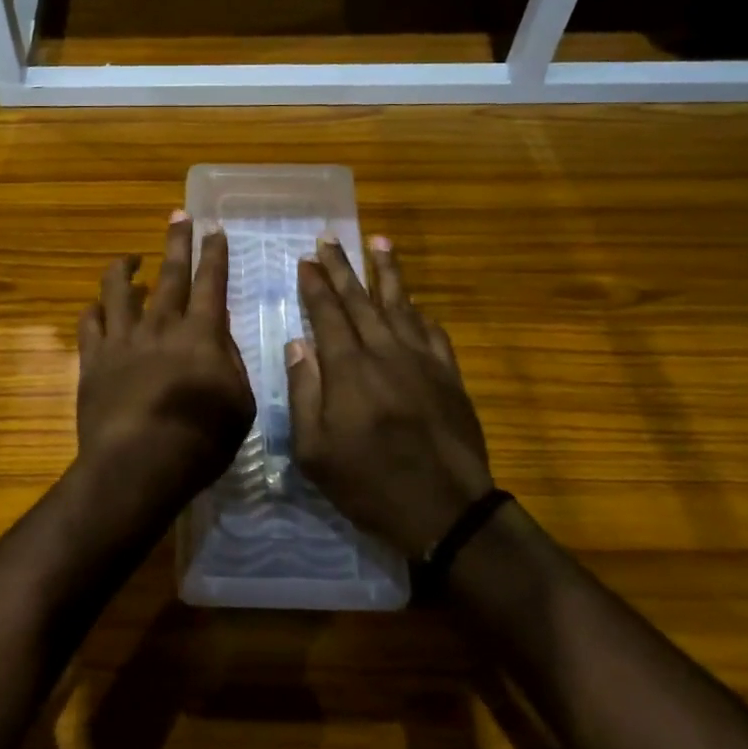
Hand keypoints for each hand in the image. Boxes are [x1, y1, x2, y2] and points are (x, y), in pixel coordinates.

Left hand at [74, 212, 255, 524]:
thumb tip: (219, 341)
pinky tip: (97, 307)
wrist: (137, 464)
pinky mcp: (93, 359)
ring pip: (119, 289)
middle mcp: (161, 325)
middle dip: (177, 241)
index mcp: (201, 334)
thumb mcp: (240, 405)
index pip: (211, 282)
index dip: (214, 254)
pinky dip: (94, 310)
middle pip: (170, 273)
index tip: (214, 229)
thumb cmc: (199, 441)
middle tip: (179, 214)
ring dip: (124, 268)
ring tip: (129, 258)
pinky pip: (89, 323)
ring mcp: (122, 339)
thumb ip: (231, 365)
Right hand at [289, 237, 494, 558]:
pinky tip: (414, 303)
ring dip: (387, 272)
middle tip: (330, 237)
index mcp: (349, 369)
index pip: (328, 313)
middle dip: (342, 267)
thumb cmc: (369, 484)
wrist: (446, 510)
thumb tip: (297, 344)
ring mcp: (422, 361)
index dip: (316, 284)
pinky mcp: (450, 376)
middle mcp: (385, 352)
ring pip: (401, 305)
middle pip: (360, 299)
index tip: (306, 259)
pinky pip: (433, 332)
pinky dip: (420, 313)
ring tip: (379, 241)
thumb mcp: (315, 451)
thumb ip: (304, 392)